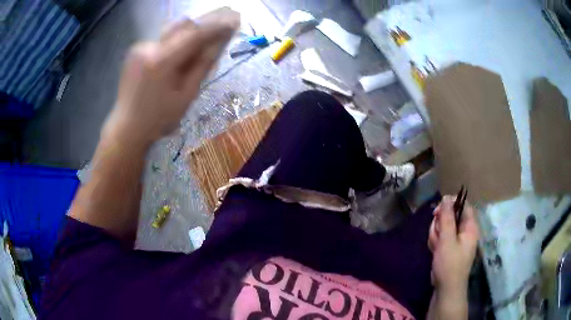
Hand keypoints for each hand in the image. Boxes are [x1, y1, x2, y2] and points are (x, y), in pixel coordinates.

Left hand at [102, 8, 239, 146]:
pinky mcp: (135, 50)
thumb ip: (203, 65)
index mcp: (161, 61)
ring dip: (189, 33)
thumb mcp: (186, 95)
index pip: (194, 34)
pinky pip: (162, 39)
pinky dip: (175, 42)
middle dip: (203, 26)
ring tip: (200, 43)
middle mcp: (148, 47)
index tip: (234, 21)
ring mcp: (140, 47)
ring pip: (172, 30)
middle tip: (220, 28)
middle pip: (183, 25)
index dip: (216, 27)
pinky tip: (178, 55)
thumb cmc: (159, 118)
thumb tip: (220, 43)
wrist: (127, 127)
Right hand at [428, 196, 479, 296]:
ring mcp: (456, 239)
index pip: (463, 205)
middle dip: (440, 224)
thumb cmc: (449, 264)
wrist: (446, 288)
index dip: (450, 204)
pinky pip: (440, 236)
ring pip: (443, 226)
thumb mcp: (447, 240)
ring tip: (435, 246)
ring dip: (436, 234)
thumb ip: (447, 218)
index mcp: (470, 226)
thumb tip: (446, 198)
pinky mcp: (448, 246)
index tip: (437, 211)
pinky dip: (436, 241)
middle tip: (437, 235)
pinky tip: (434, 250)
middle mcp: (464, 230)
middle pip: (450, 215)